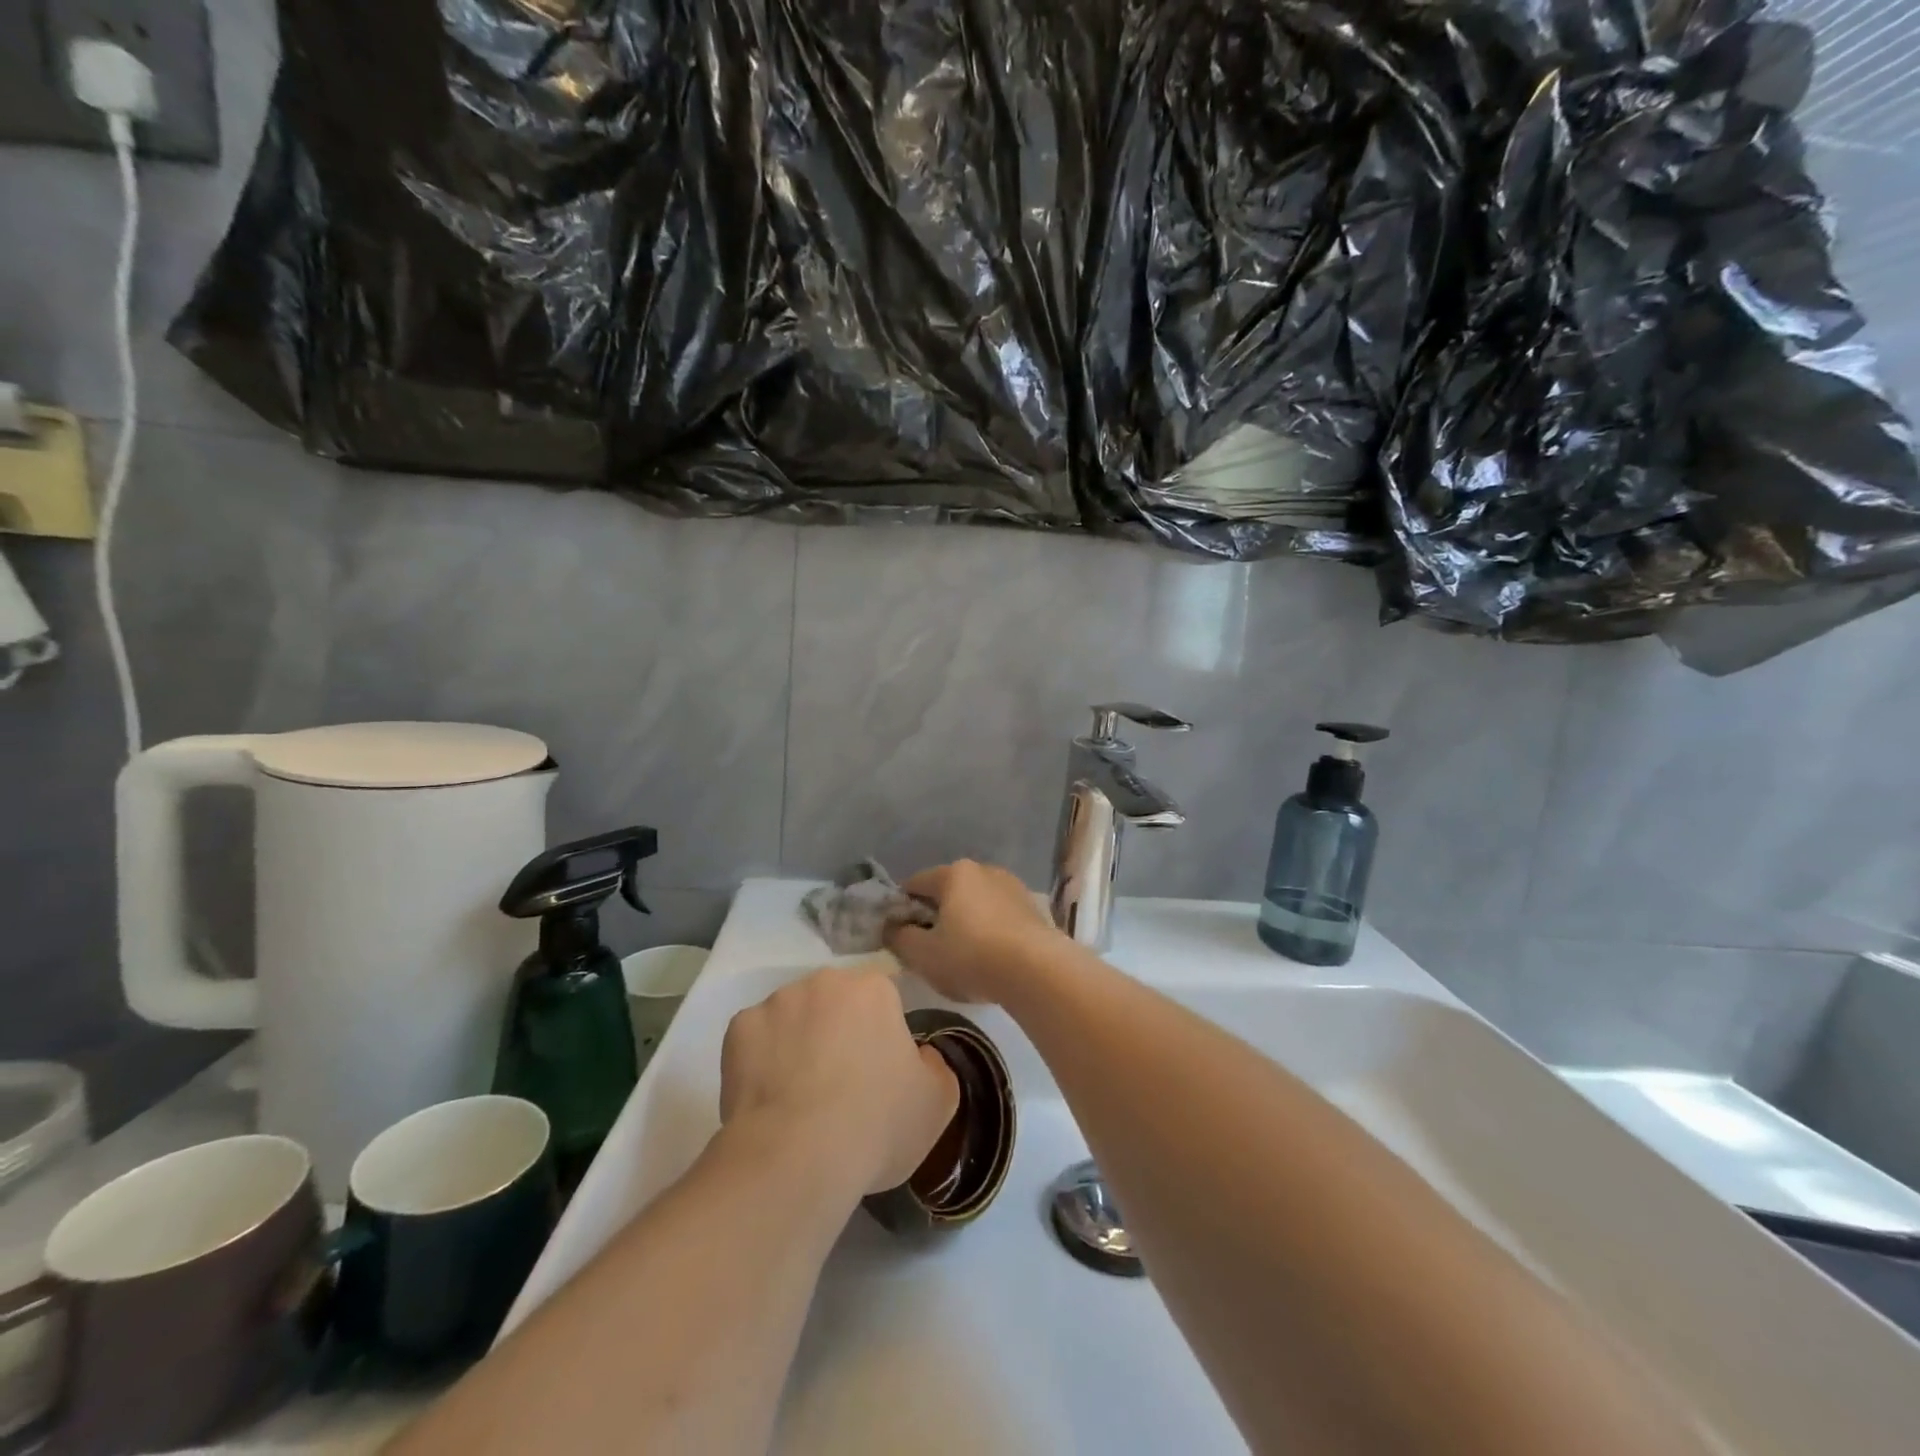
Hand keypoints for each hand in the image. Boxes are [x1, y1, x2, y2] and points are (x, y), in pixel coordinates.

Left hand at [720, 966, 958, 1195]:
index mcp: (873, 989)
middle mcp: (824, 981)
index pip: (883, 999)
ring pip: (794, 1017)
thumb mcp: (937, 1102)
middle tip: (841, 1083)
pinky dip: (762, 1060)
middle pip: (835, 1002)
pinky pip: (756, 1039)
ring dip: (799, 1042)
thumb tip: (918, 1056)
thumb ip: (935, 1066)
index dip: (882, 1034)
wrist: (797, 1157)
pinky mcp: (738, 1029)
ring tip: (800, 1096)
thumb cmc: (877, 1123)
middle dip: (838, 1031)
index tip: (880, 1070)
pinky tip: (770, 1098)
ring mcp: (777, 1002)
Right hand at [886, 859, 1062, 1003]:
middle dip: (935, 915)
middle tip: (929, 949)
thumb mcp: (923, 955)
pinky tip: (990, 957)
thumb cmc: (971, 957)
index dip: (901, 908)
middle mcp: (984, 870)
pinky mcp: (1032, 907)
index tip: (899, 935)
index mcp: (954, 873)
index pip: (915, 884)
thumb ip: (900, 938)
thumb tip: (893, 928)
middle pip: (948, 891)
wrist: (1038, 971)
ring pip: (976, 903)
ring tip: (962, 956)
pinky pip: (999, 916)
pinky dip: (989, 930)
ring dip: (965, 922)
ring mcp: (1012, 886)